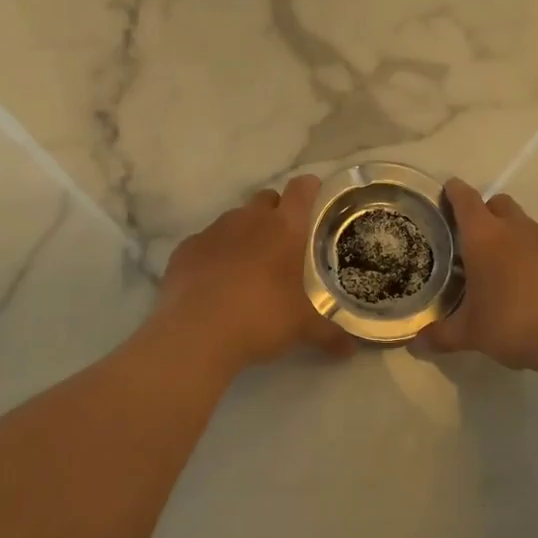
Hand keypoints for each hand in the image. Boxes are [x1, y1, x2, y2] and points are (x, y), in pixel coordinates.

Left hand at [155, 174, 352, 373]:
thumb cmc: (261, 318)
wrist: (195, 334)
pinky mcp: (185, 248)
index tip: (317, 202)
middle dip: (276, 212)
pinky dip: (214, 254)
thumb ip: (330, 333)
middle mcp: (249, 219)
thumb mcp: (303, 328)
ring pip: (234, 219)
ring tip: (249, 266)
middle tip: (284, 244)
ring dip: (244, 233)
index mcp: (284, 227)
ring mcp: (213, 230)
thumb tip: (352, 349)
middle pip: (267, 198)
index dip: (311, 190)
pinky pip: (206, 242)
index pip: (302, 188)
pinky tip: (214, 282)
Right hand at [418, 179, 537, 373]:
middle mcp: (514, 229)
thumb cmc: (512, 322)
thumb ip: (441, 335)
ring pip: (521, 223)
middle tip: (469, 237)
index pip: (465, 199)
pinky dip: (529, 255)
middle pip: (497, 203)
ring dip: (508, 234)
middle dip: (483, 211)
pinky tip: (524, 285)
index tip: (445, 192)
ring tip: (496, 265)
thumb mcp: (470, 333)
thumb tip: (415, 345)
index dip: (453, 192)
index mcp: (484, 236)